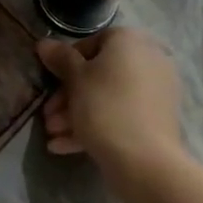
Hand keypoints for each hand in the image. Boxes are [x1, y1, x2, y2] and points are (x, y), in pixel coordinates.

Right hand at [37, 27, 190, 202]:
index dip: (66, 63)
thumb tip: (44, 43)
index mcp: (130, 41)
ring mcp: (156, 91)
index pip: (91, 43)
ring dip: (77, 114)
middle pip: (99, 74)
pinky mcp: (158, 120)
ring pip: (109, 98)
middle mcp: (148, 59)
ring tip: (52, 134)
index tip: (51, 82)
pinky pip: (122, 115)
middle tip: (48, 116)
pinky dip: (96, 126)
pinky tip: (64, 146)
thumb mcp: (75, 79)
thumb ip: (60, 58)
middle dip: (69, 96)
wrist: (145, 161)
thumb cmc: (105, 107)